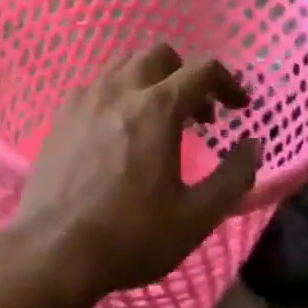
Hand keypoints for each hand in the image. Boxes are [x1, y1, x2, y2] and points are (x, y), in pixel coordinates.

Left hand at [8, 44, 261, 302]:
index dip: (228, 83)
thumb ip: (234, 177)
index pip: (203, 69)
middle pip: (159, 55)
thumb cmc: (131, 235)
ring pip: (124, 65)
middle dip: (186, 76)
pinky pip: (96, 86)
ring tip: (159, 119)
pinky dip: (119, 94)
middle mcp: (120, 90)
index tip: (238, 108)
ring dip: (151, 80)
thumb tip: (254, 145)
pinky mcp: (60, 117)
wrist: (53, 252)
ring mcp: (84, 100)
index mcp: (157, 107)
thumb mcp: (197, 216)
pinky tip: (119, 131)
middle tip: (198, 115)